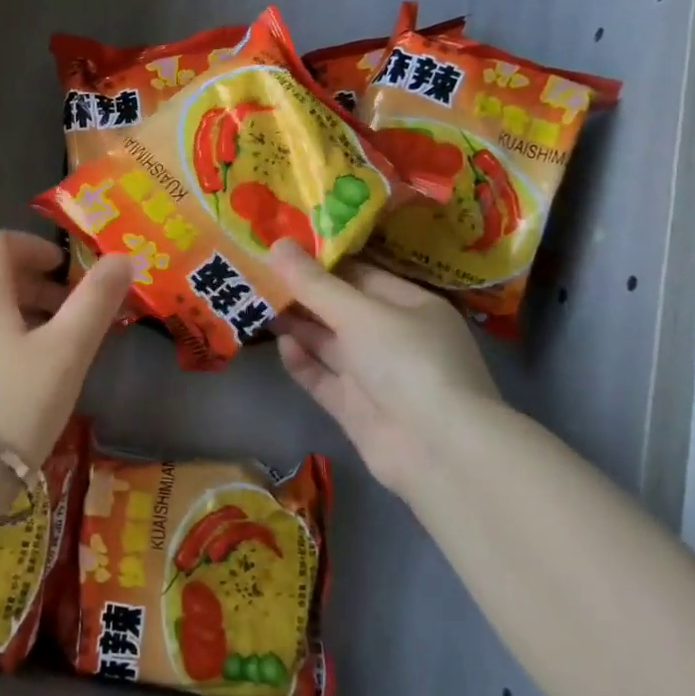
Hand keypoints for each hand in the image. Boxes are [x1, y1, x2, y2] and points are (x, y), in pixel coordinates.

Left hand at [0, 230, 135, 465]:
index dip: (33, 245)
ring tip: (66, 355)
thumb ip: (96, 302)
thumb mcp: (66, 352)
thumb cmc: (12, 404)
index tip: (67, 269)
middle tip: (79, 315)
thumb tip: (123, 257)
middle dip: (41, 287)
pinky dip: (14, 350)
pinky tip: (36, 388)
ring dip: (31, 321)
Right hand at [268, 240, 498, 490]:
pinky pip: (323, 378)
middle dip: (302, 294)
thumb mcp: (359, 313)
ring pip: (327, 343)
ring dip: (296, 325)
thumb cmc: (407, 362)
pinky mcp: (356, 408)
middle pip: (340, 309)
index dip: (320, 263)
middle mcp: (394, 338)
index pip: (360, 275)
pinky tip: (281, 345)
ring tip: (255, 303)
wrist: (439, 451)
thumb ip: (314, 283)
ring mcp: (375, 376)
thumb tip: (276, 244)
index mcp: (410, 306)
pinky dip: (302, 362)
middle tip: (256, 274)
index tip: (280, 249)